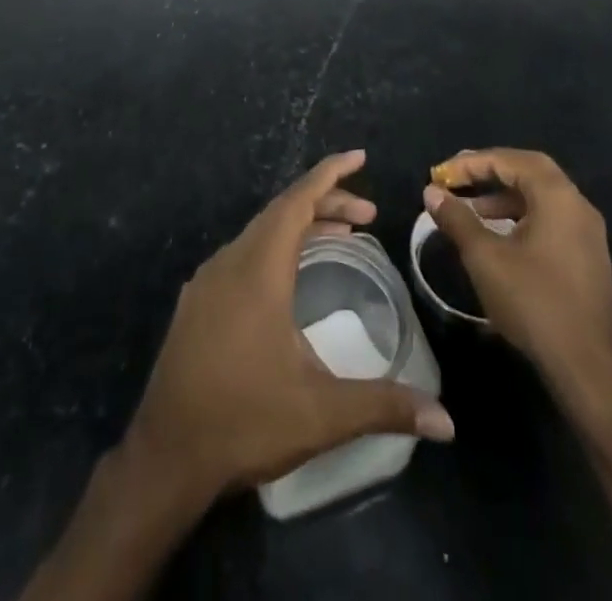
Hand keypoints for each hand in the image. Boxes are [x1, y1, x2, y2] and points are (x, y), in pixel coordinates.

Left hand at [123, 151, 454, 505]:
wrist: (165, 455)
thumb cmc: (244, 421)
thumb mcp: (321, 414)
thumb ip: (384, 406)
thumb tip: (446, 422)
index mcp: (258, 270)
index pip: (297, 202)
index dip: (329, 174)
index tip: (359, 156)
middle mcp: (230, 262)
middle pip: (281, 213)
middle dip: (326, 203)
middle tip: (368, 215)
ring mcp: (208, 281)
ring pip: (260, 233)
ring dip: (300, 227)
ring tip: (340, 237)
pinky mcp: (196, 303)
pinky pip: (243, 254)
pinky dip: (275, 248)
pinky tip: (290, 279)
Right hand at [424, 148, 611, 382]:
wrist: (586, 368)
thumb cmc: (534, 303)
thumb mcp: (485, 258)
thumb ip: (457, 219)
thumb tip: (432, 192)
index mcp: (558, 198)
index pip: (511, 160)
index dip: (473, 162)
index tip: (442, 175)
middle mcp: (578, 206)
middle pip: (530, 171)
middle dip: (491, 171)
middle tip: (458, 179)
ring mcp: (587, 233)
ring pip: (541, 197)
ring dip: (504, 196)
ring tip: (471, 211)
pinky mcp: (587, 257)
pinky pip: (550, 219)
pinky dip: (521, 216)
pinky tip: (498, 237)